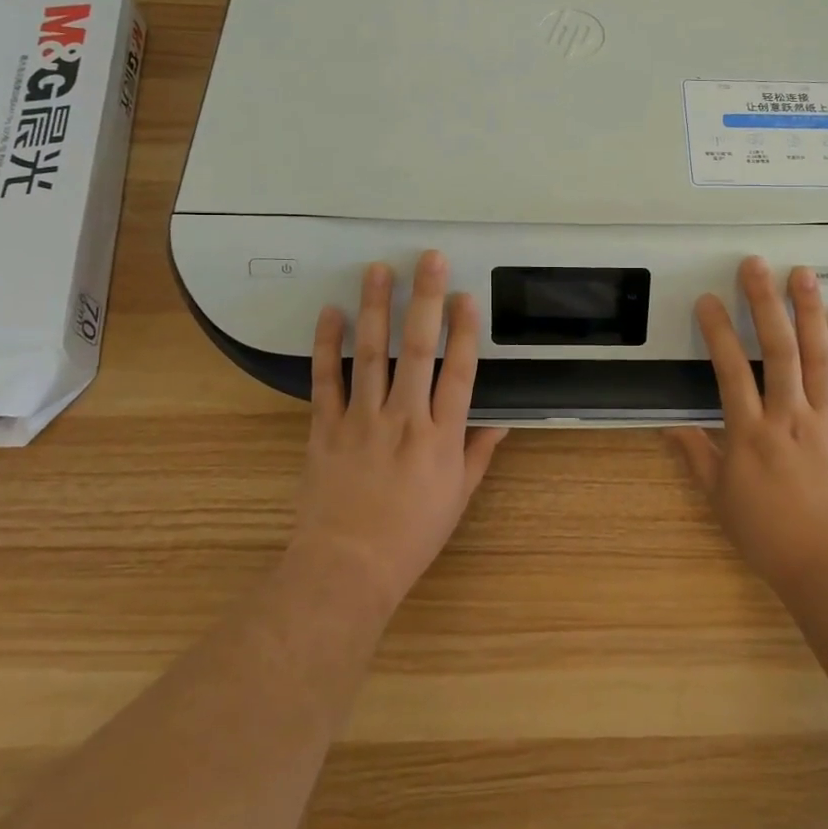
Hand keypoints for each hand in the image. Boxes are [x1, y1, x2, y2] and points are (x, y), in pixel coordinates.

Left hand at [292, 251, 506, 616]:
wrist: (347, 568)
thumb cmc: (411, 535)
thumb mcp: (458, 498)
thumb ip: (479, 454)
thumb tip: (502, 422)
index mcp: (442, 437)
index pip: (459, 373)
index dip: (465, 331)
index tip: (467, 296)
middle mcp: (405, 419)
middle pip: (419, 349)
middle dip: (425, 300)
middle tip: (428, 260)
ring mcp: (362, 420)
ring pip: (372, 354)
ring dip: (376, 308)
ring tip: (377, 269)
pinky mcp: (325, 428)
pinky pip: (326, 380)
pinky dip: (326, 345)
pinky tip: (330, 313)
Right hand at [666, 257, 827, 595]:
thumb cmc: (769, 535)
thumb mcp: (720, 499)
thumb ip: (696, 456)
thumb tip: (669, 427)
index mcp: (750, 434)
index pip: (729, 371)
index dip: (718, 332)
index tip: (708, 300)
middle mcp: (789, 417)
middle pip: (777, 350)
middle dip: (765, 303)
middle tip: (755, 264)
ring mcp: (826, 419)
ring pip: (817, 356)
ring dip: (808, 311)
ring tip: (801, 273)